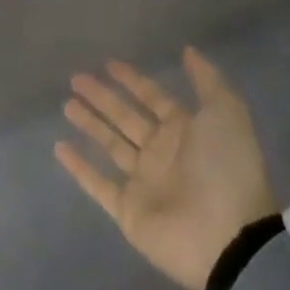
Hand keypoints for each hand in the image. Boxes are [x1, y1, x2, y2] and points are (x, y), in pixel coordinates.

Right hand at [54, 47, 278, 289]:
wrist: (229, 239)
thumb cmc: (226, 168)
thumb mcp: (226, 112)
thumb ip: (206, 80)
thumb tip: (187, 50)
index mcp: (184, 130)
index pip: (152, 97)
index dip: (132, 80)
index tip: (108, 63)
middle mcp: (162, 153)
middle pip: (126, 118)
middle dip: (102, 98)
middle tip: (75, 78)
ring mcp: (144, 183)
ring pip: (110, 145)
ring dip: (90, 124)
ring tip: (67, 104)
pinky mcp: (129, 211)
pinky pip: (98, 184)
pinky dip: (79, 167)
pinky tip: (59, 147)